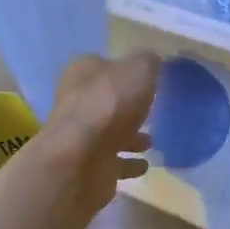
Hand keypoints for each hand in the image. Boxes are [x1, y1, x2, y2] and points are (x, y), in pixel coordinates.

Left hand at [37, 51, 158, 218]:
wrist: (82, 159)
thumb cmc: (110, 104)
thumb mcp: (138, 69)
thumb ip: (147, 62)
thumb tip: (151, 62)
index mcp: (83, 74)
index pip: (102, 66)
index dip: (122, 70)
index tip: (144, 79)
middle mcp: (78, 103)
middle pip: (106, 101)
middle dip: (127, 107)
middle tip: (150, 111)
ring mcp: (82, 138)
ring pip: (110, 134)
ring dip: (129, 137)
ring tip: (151, 142)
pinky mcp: (90, 167)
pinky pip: (114, 163)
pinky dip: (128, 163)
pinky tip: (145, 165)